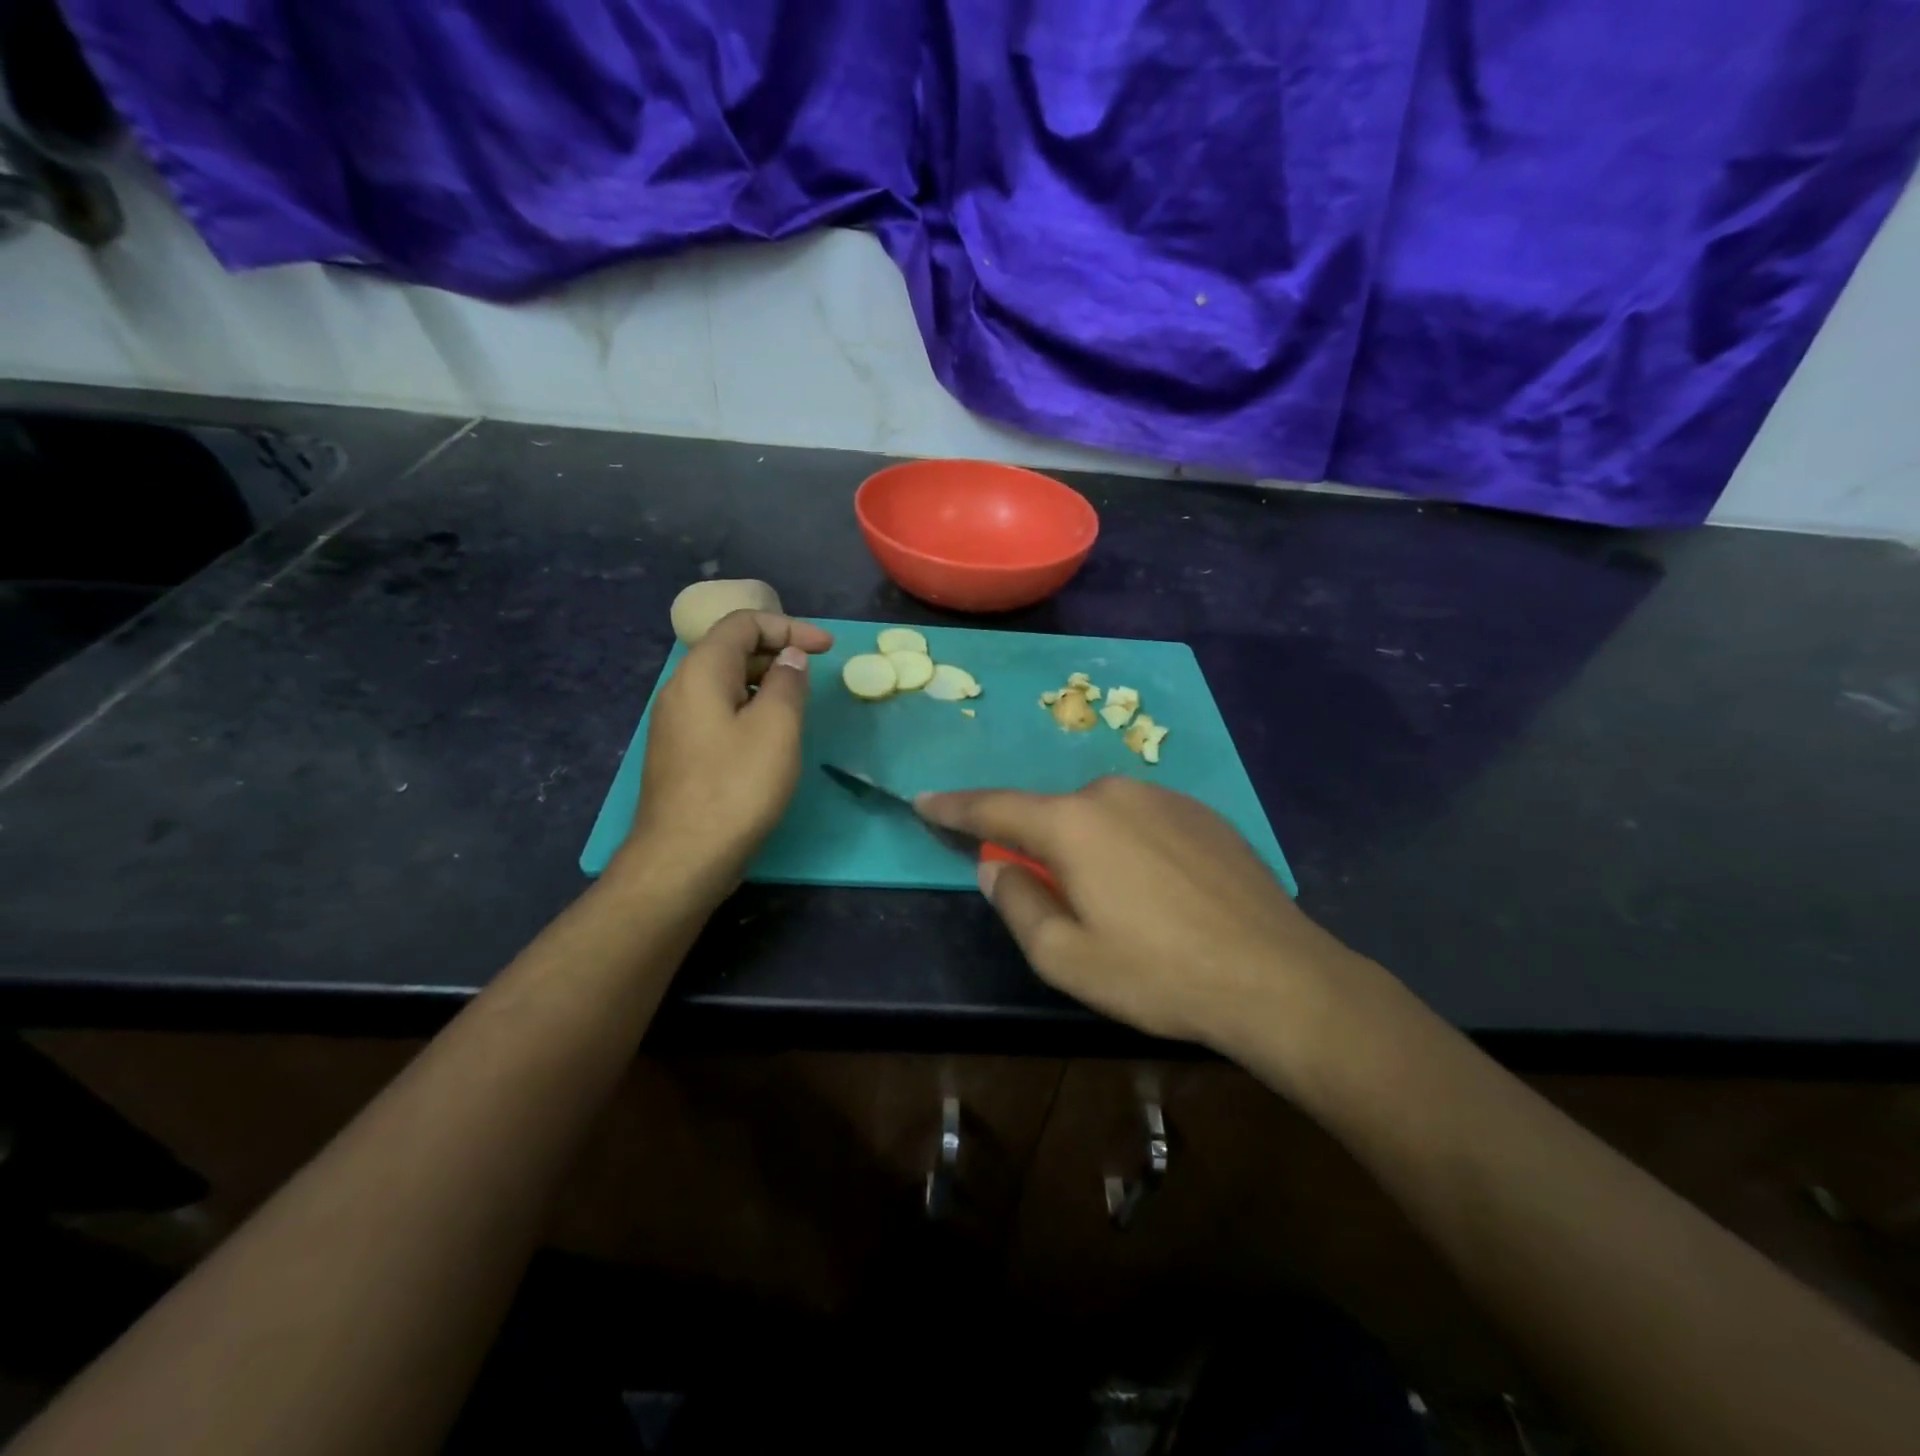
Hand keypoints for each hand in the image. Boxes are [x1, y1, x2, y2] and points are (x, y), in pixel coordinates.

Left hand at [623, 610, 832, 887]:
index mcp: (700, 673)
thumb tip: (790, 658)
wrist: (683, 858)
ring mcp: (677, 723)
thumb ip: (788, 683)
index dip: (789, 627)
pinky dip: (750, 707)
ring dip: (766, 681)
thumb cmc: (736, 788)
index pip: (743, 623)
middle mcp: (680, 689)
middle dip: (778, 651)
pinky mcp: (682, 752)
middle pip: (731, 649)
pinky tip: (771, 735)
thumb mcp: (777, 729)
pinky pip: (719, 711)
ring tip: (799, 702)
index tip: (826, 648)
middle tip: (815, 673)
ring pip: (725, 683)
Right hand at [918, 777, 1360, 1050]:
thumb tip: (995, 867)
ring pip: (1100, 817)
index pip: (994, 808)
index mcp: (1072, 824)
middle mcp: (1113, 793)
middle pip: (1053, 815)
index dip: (954, 808)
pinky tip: (1159, 893)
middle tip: (1049, 897)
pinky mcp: (1202, 813)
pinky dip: (1129, 847)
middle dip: (1038, 847)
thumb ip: (1016, 903)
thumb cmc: (1158, 974)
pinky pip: (1142, 822)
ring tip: (1117, 906)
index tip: (923, 801)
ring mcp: (1163, 797)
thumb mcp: (1066, 958)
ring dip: (1088, 849)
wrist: (1277, 977)